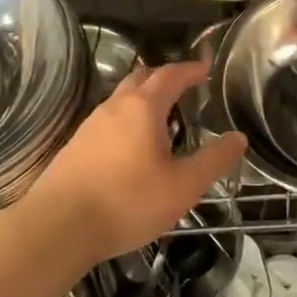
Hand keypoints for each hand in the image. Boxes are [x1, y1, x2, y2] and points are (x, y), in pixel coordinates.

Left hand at [26, 60, 246, 267]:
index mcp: (143, 108)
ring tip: (162, 120)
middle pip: (140, 79)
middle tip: (184, 89)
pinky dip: (126, 122)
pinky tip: (131, 150)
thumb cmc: (128, 202)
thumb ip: (214, 160)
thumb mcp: (183, 186)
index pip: (170, 75)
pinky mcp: (74, 148)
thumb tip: (238, 138)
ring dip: (142, 101)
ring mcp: (89, 126)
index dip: (190, 70)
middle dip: (164, 79)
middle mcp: (114, 108)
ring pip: (120, 101)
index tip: (206, 69)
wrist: (57, 228)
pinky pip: (107, 122)